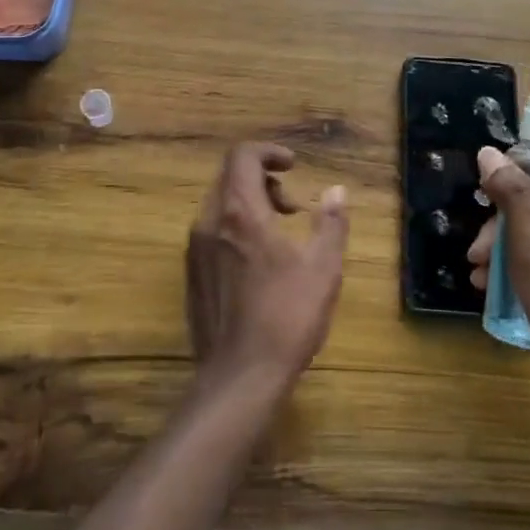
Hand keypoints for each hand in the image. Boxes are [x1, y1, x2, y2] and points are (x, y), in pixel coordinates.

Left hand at [186, 144, 348, 394]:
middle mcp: (210, 222)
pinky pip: (212, 231)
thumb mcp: (323, 268)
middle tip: (292, 208)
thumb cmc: (286, 317)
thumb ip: (331, 223)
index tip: (293, 166)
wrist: (239, 377)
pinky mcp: (192, 275)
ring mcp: (195, 249)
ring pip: (220, 205)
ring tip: (280, 236)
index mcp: (240, 212)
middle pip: (230, 178)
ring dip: (250, 205)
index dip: (268, 152)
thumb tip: (337, 190)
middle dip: (263, 181)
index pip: (242, 156)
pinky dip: (235, 228)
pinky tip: (259, 263)